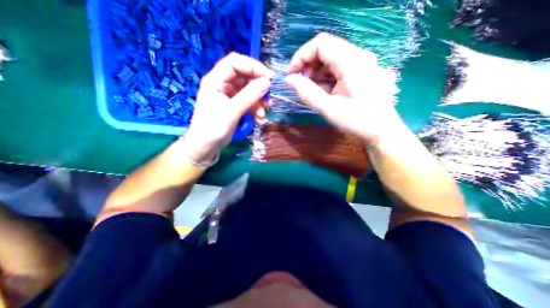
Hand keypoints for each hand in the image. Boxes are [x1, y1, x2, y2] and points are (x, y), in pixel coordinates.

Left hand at [183, 54, 270, 163]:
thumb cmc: (213, 128)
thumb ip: (249, 96)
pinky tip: (260, 119)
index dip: (253, 67)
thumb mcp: (231, 111)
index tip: (269, 78)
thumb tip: (268, 82)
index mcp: (216, 80)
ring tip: (263, 114)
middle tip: (269, 98)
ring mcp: (229, 95)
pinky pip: (249, 102)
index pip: (235, 62)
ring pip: (249, 91)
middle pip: (245, 76)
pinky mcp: (235, 106)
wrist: (205, 147)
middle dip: (259, 87)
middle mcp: (223, 84)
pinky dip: (256, 109)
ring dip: (259, 101)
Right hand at [284, 33, 401, 144]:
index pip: (320, 44)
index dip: (301, 56)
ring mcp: (360, 62)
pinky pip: (337, 66)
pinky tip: (323, 90)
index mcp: (351, 61)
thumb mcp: (328, 108)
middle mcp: (358, 55)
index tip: (291, 75)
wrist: (381, 130)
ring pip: (330, 57)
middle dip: (307, 64)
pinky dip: (325, 76)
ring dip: (316, 71)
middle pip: (325, 48)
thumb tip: (288, 79)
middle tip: (299, 83)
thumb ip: (306, 92)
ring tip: (311, 90)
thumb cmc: (356, 121)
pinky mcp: (360, 70)